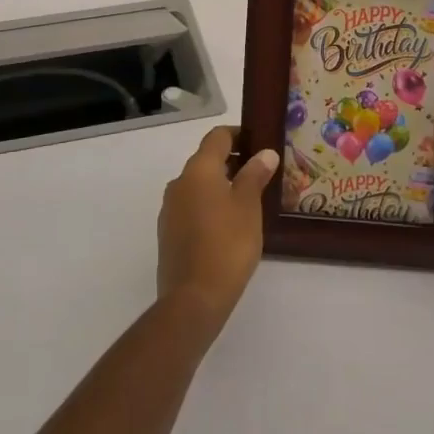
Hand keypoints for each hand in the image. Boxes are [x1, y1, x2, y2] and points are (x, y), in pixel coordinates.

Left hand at [158, 126, 278, 326]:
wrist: (193, 298)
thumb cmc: (227, 244)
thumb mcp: (248, 206)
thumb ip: (255, 175)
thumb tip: (264, 153)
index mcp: (198, 170)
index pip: (217, 137)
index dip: (238, 135)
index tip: (259, 143)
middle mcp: (179, 182)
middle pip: (206, 160)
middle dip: (233, 162)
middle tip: (261, 173)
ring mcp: (170, 209)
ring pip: (198, 185)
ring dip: (221, 185)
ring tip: (249, 200)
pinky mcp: (168, 233)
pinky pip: (192, 207)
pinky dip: (209, 206)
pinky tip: (229, 225)